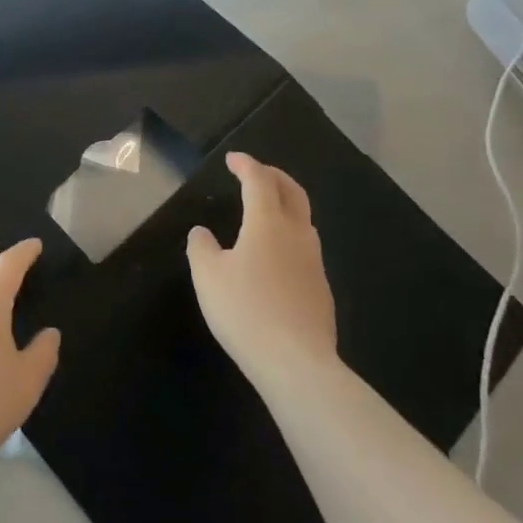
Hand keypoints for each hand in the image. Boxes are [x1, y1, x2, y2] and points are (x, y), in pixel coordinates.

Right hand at [187, 153, 336, 394]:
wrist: (296, 363)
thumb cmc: (245, 311)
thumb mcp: (208, 276)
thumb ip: (201, 248)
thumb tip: (202, 233)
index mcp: (267, 223)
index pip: (259, 181)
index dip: (246, 165)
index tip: (232, 159)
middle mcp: (296, 234)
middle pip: (292, 192)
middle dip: (274, 176)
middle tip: (256, 172)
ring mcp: (314, 262)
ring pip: (304, 220)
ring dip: (286, 205)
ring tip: (266, 211)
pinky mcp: (321, 289)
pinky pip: (305, 248)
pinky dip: (289, 236)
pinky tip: (275, 257)